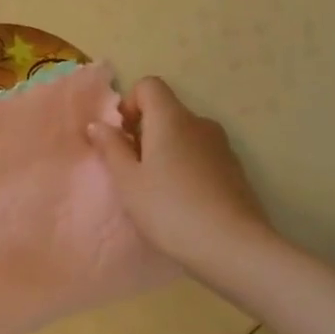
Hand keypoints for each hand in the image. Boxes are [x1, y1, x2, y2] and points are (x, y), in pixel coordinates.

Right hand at [87, 77, 273, 261]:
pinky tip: (185, 202)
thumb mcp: (128, 182)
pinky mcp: (236, 170)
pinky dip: (188, 167)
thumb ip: (111, 148)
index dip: (131, 104)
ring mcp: (222, 146)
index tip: (124, 137)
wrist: (234, 248)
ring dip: (167, 151)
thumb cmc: (170, 209)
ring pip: (185, 135)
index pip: (149, 85)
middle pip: (167, 111)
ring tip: (159, 190)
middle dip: (146, 132)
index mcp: (171, 118)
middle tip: (134, 170)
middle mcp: (199, 123)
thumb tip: (98, 125)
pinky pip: (202, 155)